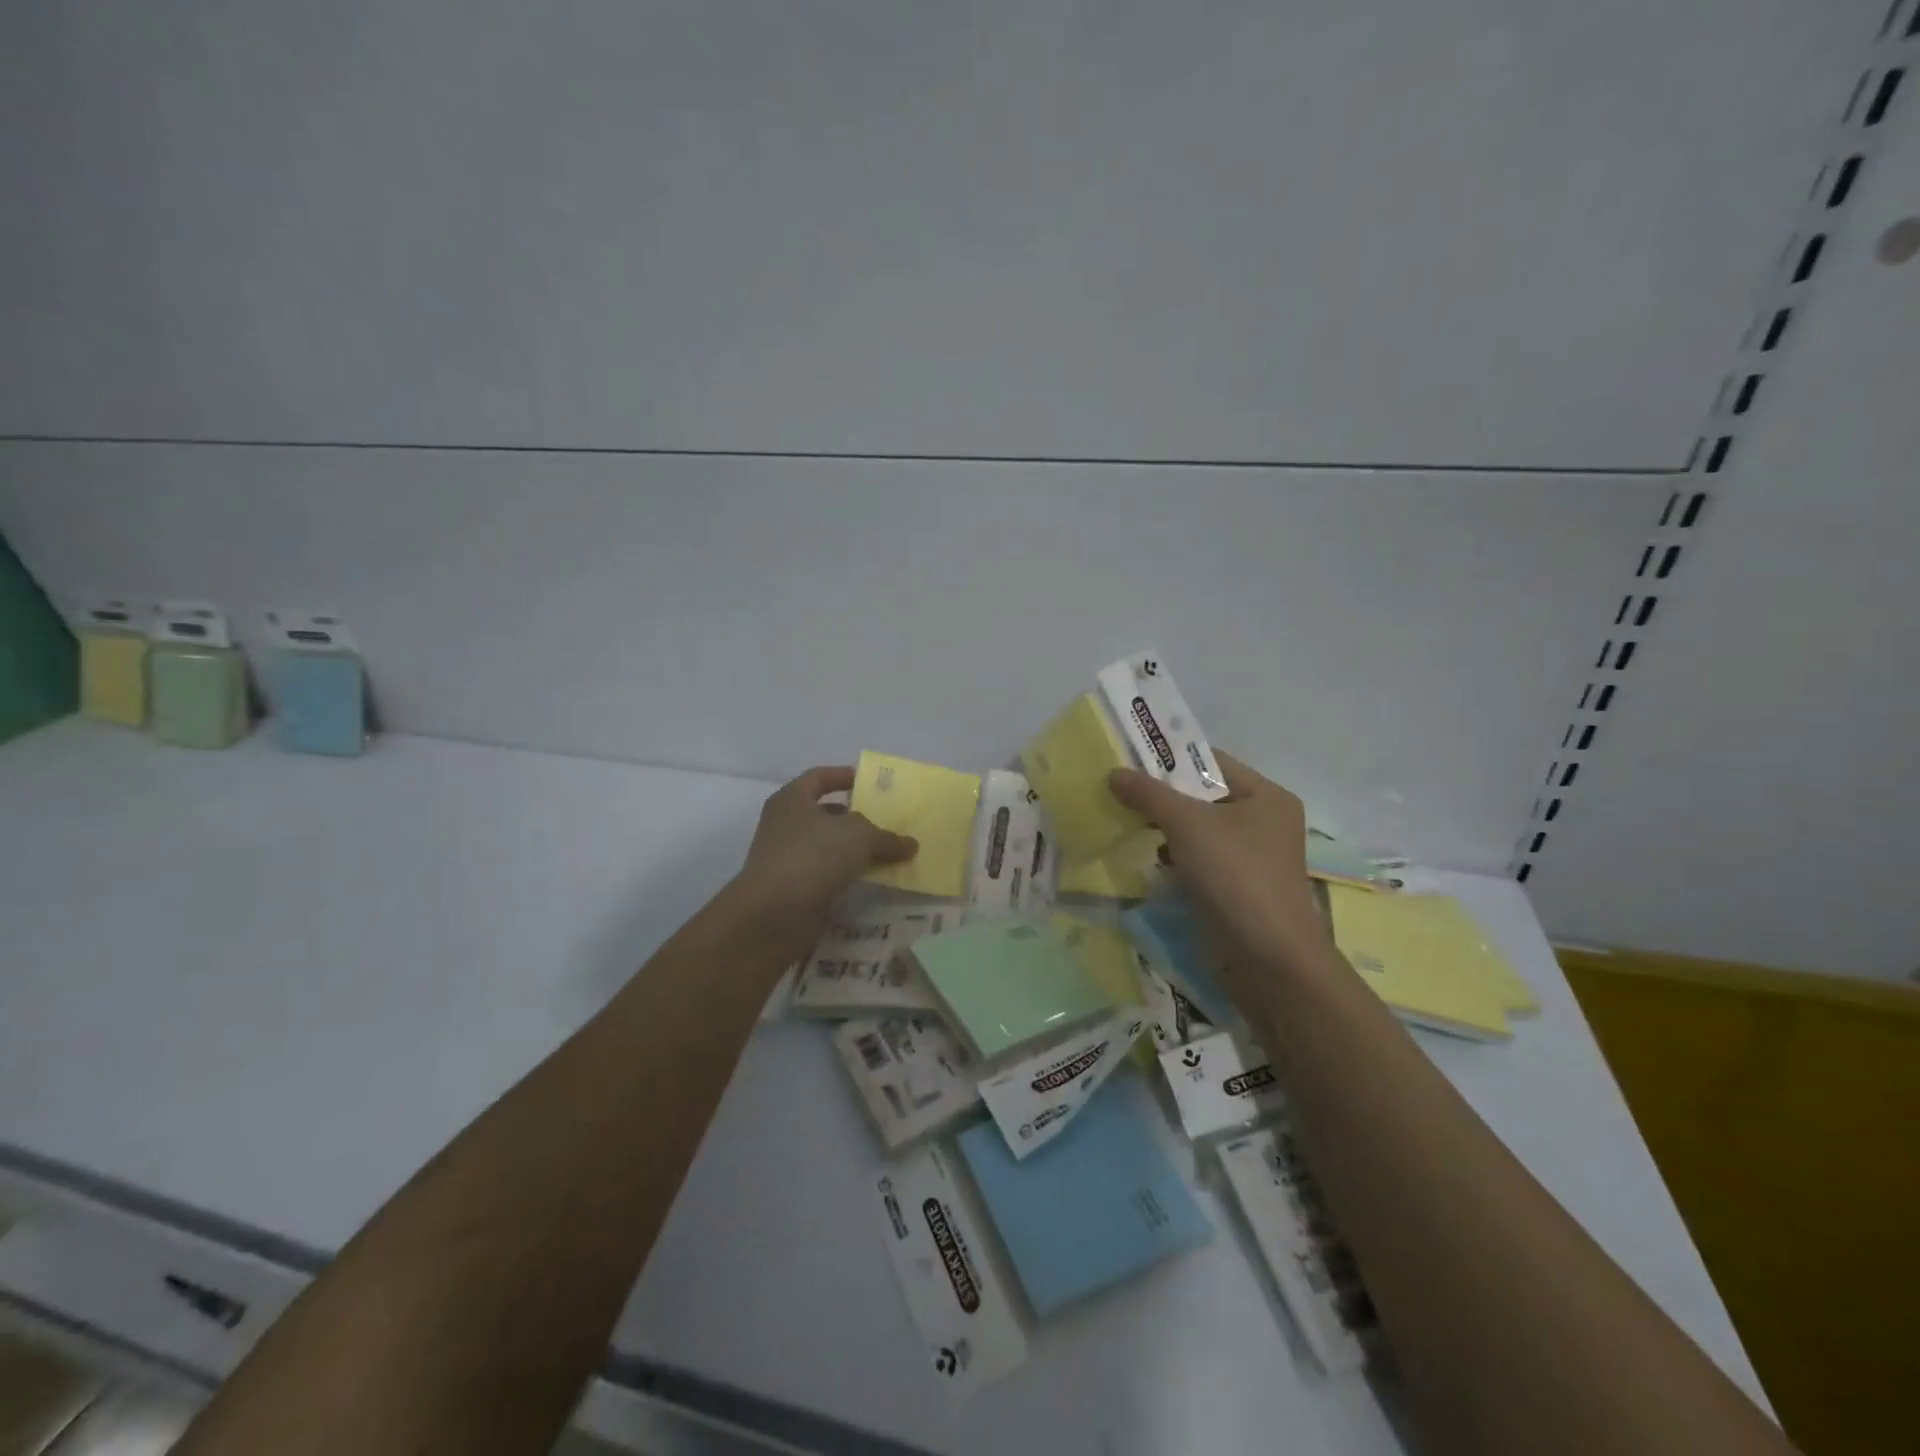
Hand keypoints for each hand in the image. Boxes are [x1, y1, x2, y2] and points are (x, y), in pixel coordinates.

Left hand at [728, 766, 917, 949]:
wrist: (773, 914)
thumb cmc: (812, 856)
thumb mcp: (859, 836)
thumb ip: (887, 837)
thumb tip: (910, 845)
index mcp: (792, 800)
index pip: (818, 778)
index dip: (842, 776)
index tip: (868, 782)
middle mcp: (785, 825)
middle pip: (825, 814)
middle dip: (856, 817)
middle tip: (887, 821)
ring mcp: (788, 859)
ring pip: (828, 847)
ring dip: (855, 850)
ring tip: (888, 852)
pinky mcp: (795, 888)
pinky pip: (828, 874)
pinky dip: (848, 875)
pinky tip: (874, 879)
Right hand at [1108, 751, 1333, 980]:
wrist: (1268, 960)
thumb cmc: (1235, 877)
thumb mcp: (1188, 825)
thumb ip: (1149, 794)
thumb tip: (1114, 773)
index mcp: (1266, 796)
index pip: (1211, 762)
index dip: (1169, 758)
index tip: (1128, 758)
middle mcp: (1263, 822)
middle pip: (1202, 796)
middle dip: (1160, 794)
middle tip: (1116, 788)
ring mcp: (1249, 858)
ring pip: (1197, 830)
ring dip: (1162, 826)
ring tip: (1122, 818)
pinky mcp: (1234, 888)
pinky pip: (1197, 859)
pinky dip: (1172, 855)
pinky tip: (1145, 856)